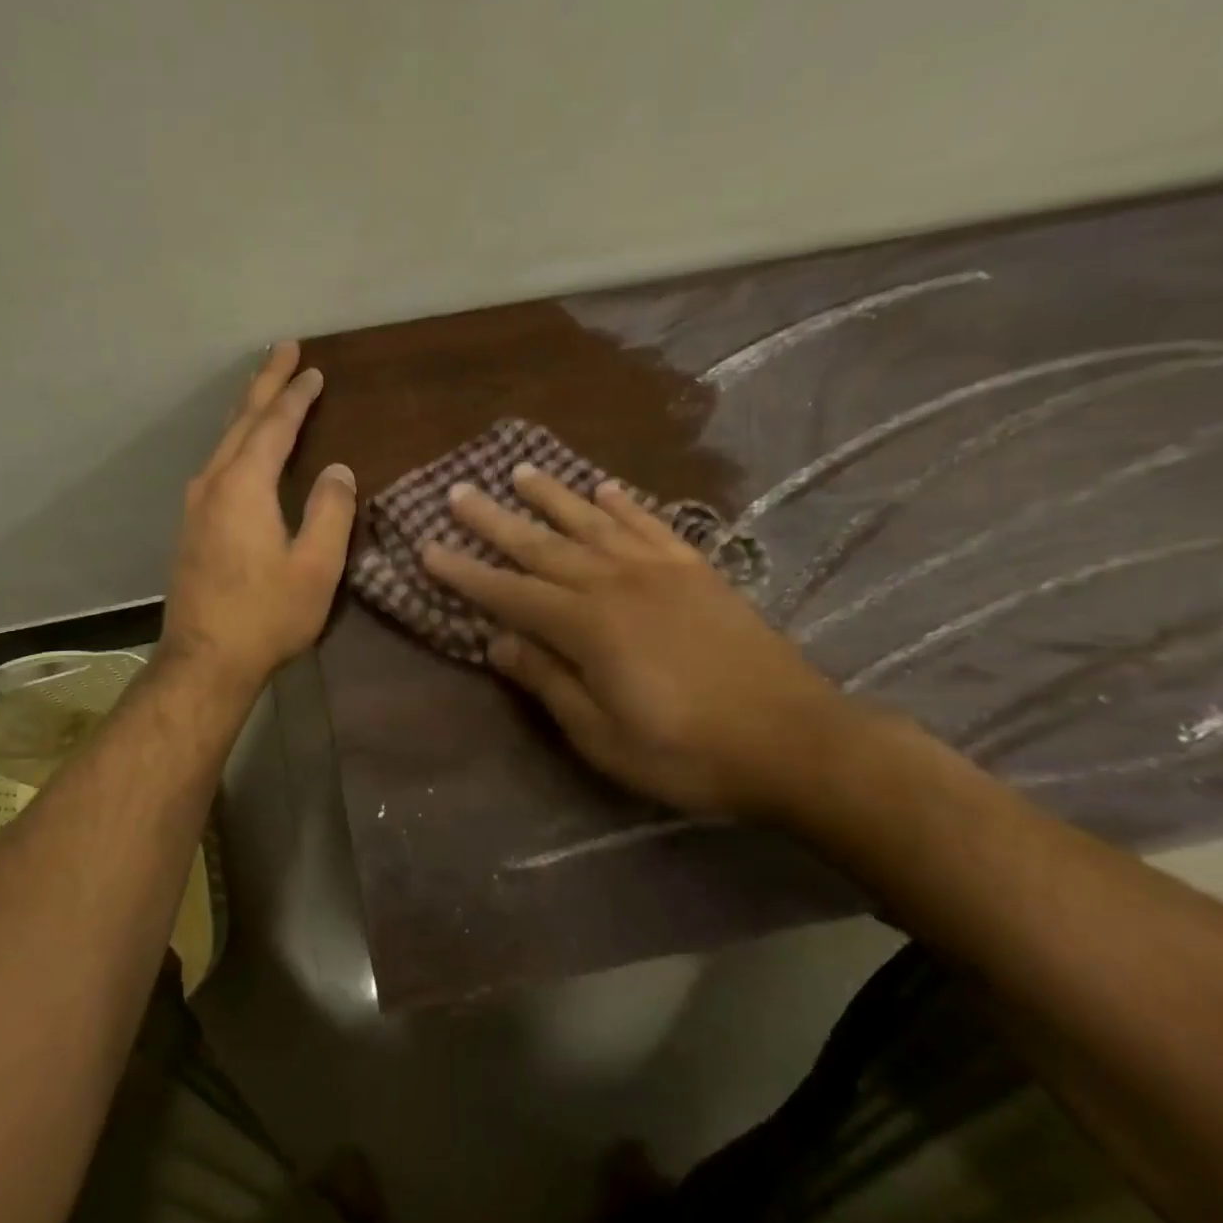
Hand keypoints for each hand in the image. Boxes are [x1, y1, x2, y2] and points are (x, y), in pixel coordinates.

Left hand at [159, 341, 356, 691]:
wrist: (204, 661)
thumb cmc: (266, 615)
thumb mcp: (315, 566)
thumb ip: (331, 511)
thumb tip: (339, 470)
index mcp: (244, 486)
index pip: (274, 426)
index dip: (296, 396)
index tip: (314, 369)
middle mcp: (212, 484)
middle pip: (241, 421)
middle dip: (264, 383)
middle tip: (283, 350)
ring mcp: (195, 505)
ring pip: (223, 441)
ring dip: (247, 410)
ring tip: (265, 389)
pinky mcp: (190, 526)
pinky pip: (216, 464)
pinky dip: (236, 441)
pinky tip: (241, 448)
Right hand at [421, 467, 852, 816]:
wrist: (794, 741)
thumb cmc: (687, 752)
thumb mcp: (602, 736)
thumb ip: (548, 682)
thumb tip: (497, 642)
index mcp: (587, 626)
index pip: (509, 593)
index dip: (465, 574)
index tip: (428, 549)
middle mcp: (616, 583)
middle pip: (543, 545)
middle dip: (495, 520)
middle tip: (459, 493)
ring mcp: (660, 570)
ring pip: (592, 522)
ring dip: (553, 496)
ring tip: (519, 471)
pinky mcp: (697, 571)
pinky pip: (650, 525)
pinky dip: (623, 504)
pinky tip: (604, 488)